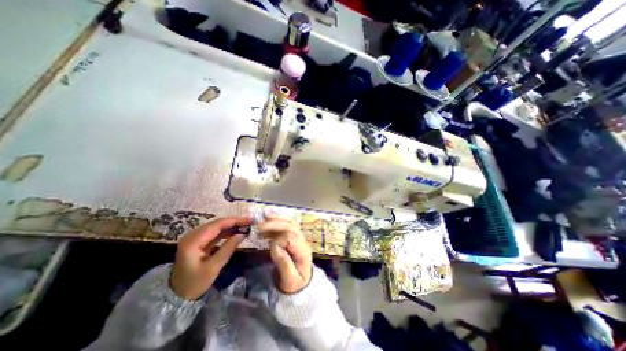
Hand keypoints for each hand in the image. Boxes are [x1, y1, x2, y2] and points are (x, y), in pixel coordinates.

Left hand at [170, 217, 251, 297]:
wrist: (177, 297)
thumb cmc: (195, 283)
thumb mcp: (214, 267)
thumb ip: (228, 248)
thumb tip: (243, 234)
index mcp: (193, 241)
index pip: (217, 225)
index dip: (234, 221)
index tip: (249, 220)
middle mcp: (192, 236)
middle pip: (216, 224)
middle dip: (234, 222)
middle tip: (249, 221)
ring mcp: (194, 238)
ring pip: (216, 227)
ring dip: (231, 226)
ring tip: (245, 226)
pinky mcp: (198, 242)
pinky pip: (214, 233)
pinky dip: (226, 232)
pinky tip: (235, 232)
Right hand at [259, 217, 310, 293]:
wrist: (302, 284)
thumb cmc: (295, 285)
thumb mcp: (290, 281)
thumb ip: (284, 264)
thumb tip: (275, 247)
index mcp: (303, 251)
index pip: (291, 238)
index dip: (278, 240)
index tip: (269, 246)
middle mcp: (302, 241)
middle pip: (291, 227)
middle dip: (275, 224)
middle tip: (259, 226)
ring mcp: (299, 238)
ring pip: (289, 224)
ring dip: (275, 221)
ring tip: (261, 221)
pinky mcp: (294, 238)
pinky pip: (286, 227)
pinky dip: (276, 223)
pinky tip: (267, 221)